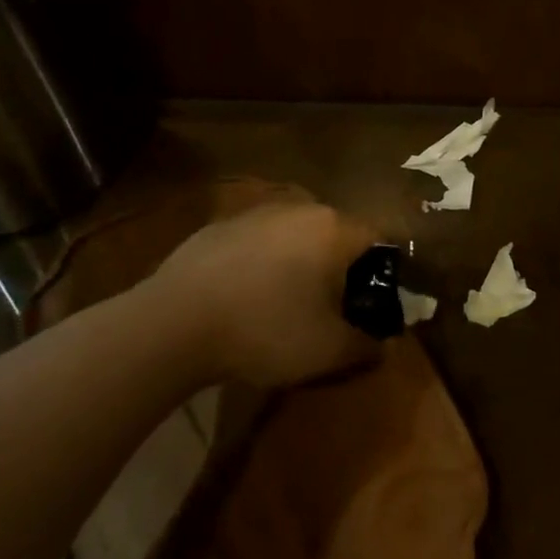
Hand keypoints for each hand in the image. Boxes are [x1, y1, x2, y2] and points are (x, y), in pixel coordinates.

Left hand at [147, 198, 383, 387]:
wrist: (174, 323)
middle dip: (341, 268)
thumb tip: (384, 345)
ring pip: (295, 235)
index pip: (378, 239)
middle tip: (333, 308)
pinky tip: (245, 297)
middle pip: (336, 234)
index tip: (374, 304)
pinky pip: (257, 242)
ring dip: (300, 263)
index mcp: (334, 229)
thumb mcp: (329, 350)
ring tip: (286, 304)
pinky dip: (261, 263)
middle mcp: (300, 208)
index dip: (384, 272)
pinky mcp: (218, 225)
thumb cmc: (266, 329)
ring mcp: (255, 213)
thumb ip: (367, 346)